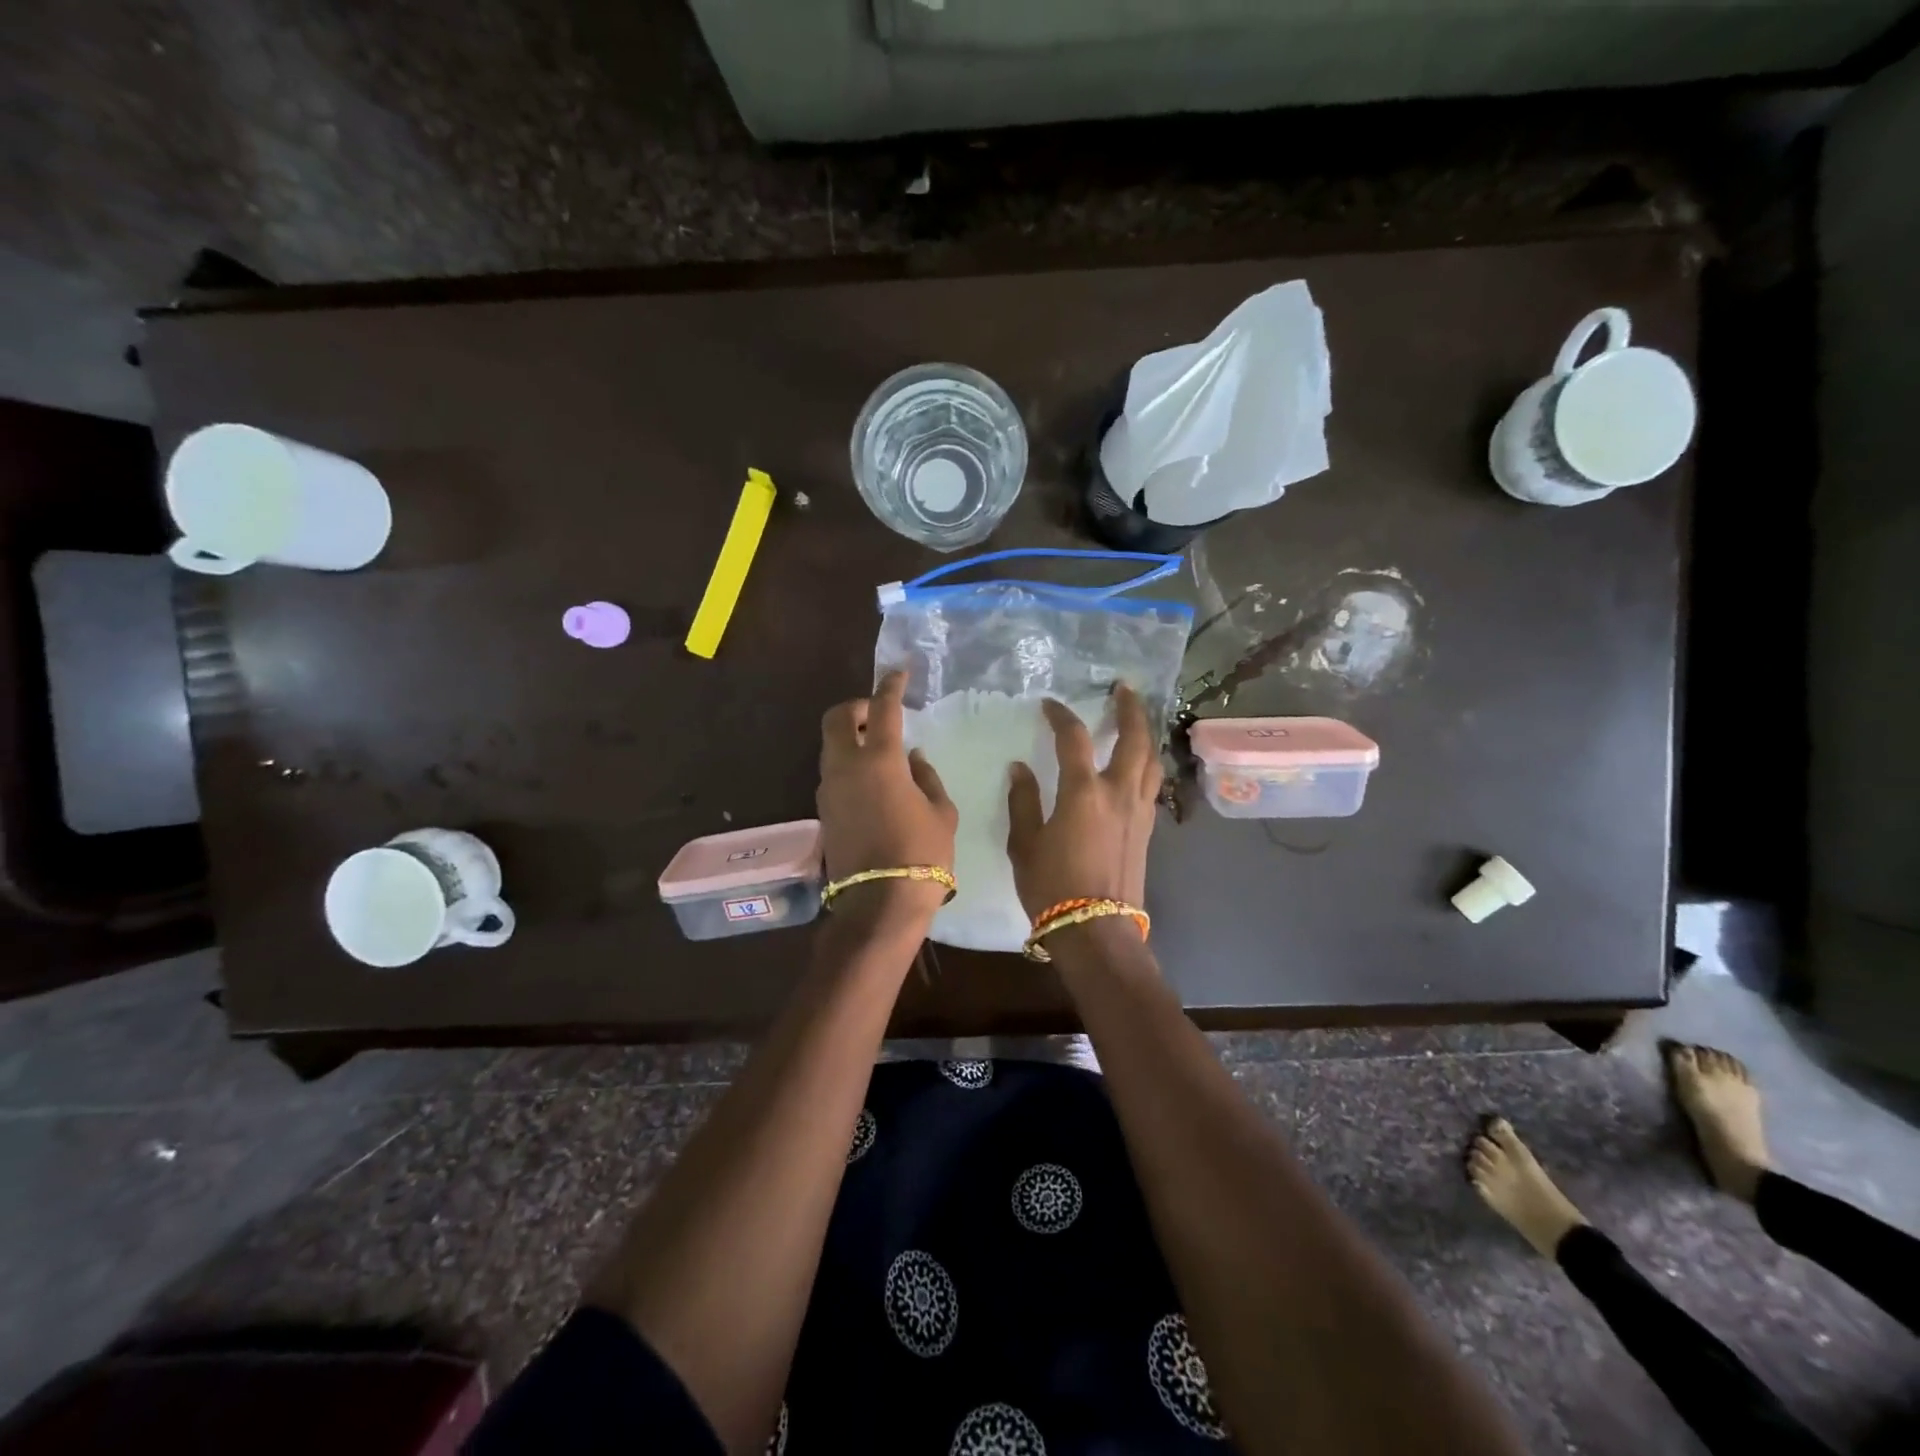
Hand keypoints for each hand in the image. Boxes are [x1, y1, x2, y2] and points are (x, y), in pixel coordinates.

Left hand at [816, 672, 956, 916]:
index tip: (900, 673)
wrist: (881, 904)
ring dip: (850, 738)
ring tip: (879, 750)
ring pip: (830, 747)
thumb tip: (912, 758)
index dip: (891, 685)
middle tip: (878, 715)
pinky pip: (832, 773)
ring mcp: (829, 790)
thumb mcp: (941, 813)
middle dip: (855, 708)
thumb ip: (926, 777)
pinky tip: (872, 781)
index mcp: (879, 760)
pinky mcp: (824, 812)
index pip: (882, 708)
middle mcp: (845, 767)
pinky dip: (847, 764)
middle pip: (835, 718)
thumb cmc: (922, 854)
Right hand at [1006, 682, 1162, 917]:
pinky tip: (1136, 765)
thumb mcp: (1024, 843)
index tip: (1050, 705)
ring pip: (1151, 761)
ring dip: (1145, 734)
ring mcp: (1139, 811)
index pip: (1074, 738)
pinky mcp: (1147, 829)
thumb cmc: (1051, 886)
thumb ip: (1023, 801)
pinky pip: (1151, 784)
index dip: (1061, 716)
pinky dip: (1146, 764)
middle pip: (1134, 738)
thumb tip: (1020, 768)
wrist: (1095, 930)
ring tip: (1136, 721)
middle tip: (1124, 689)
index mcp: (1084, 791)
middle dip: (1131, 709)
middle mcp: (1119, 792)